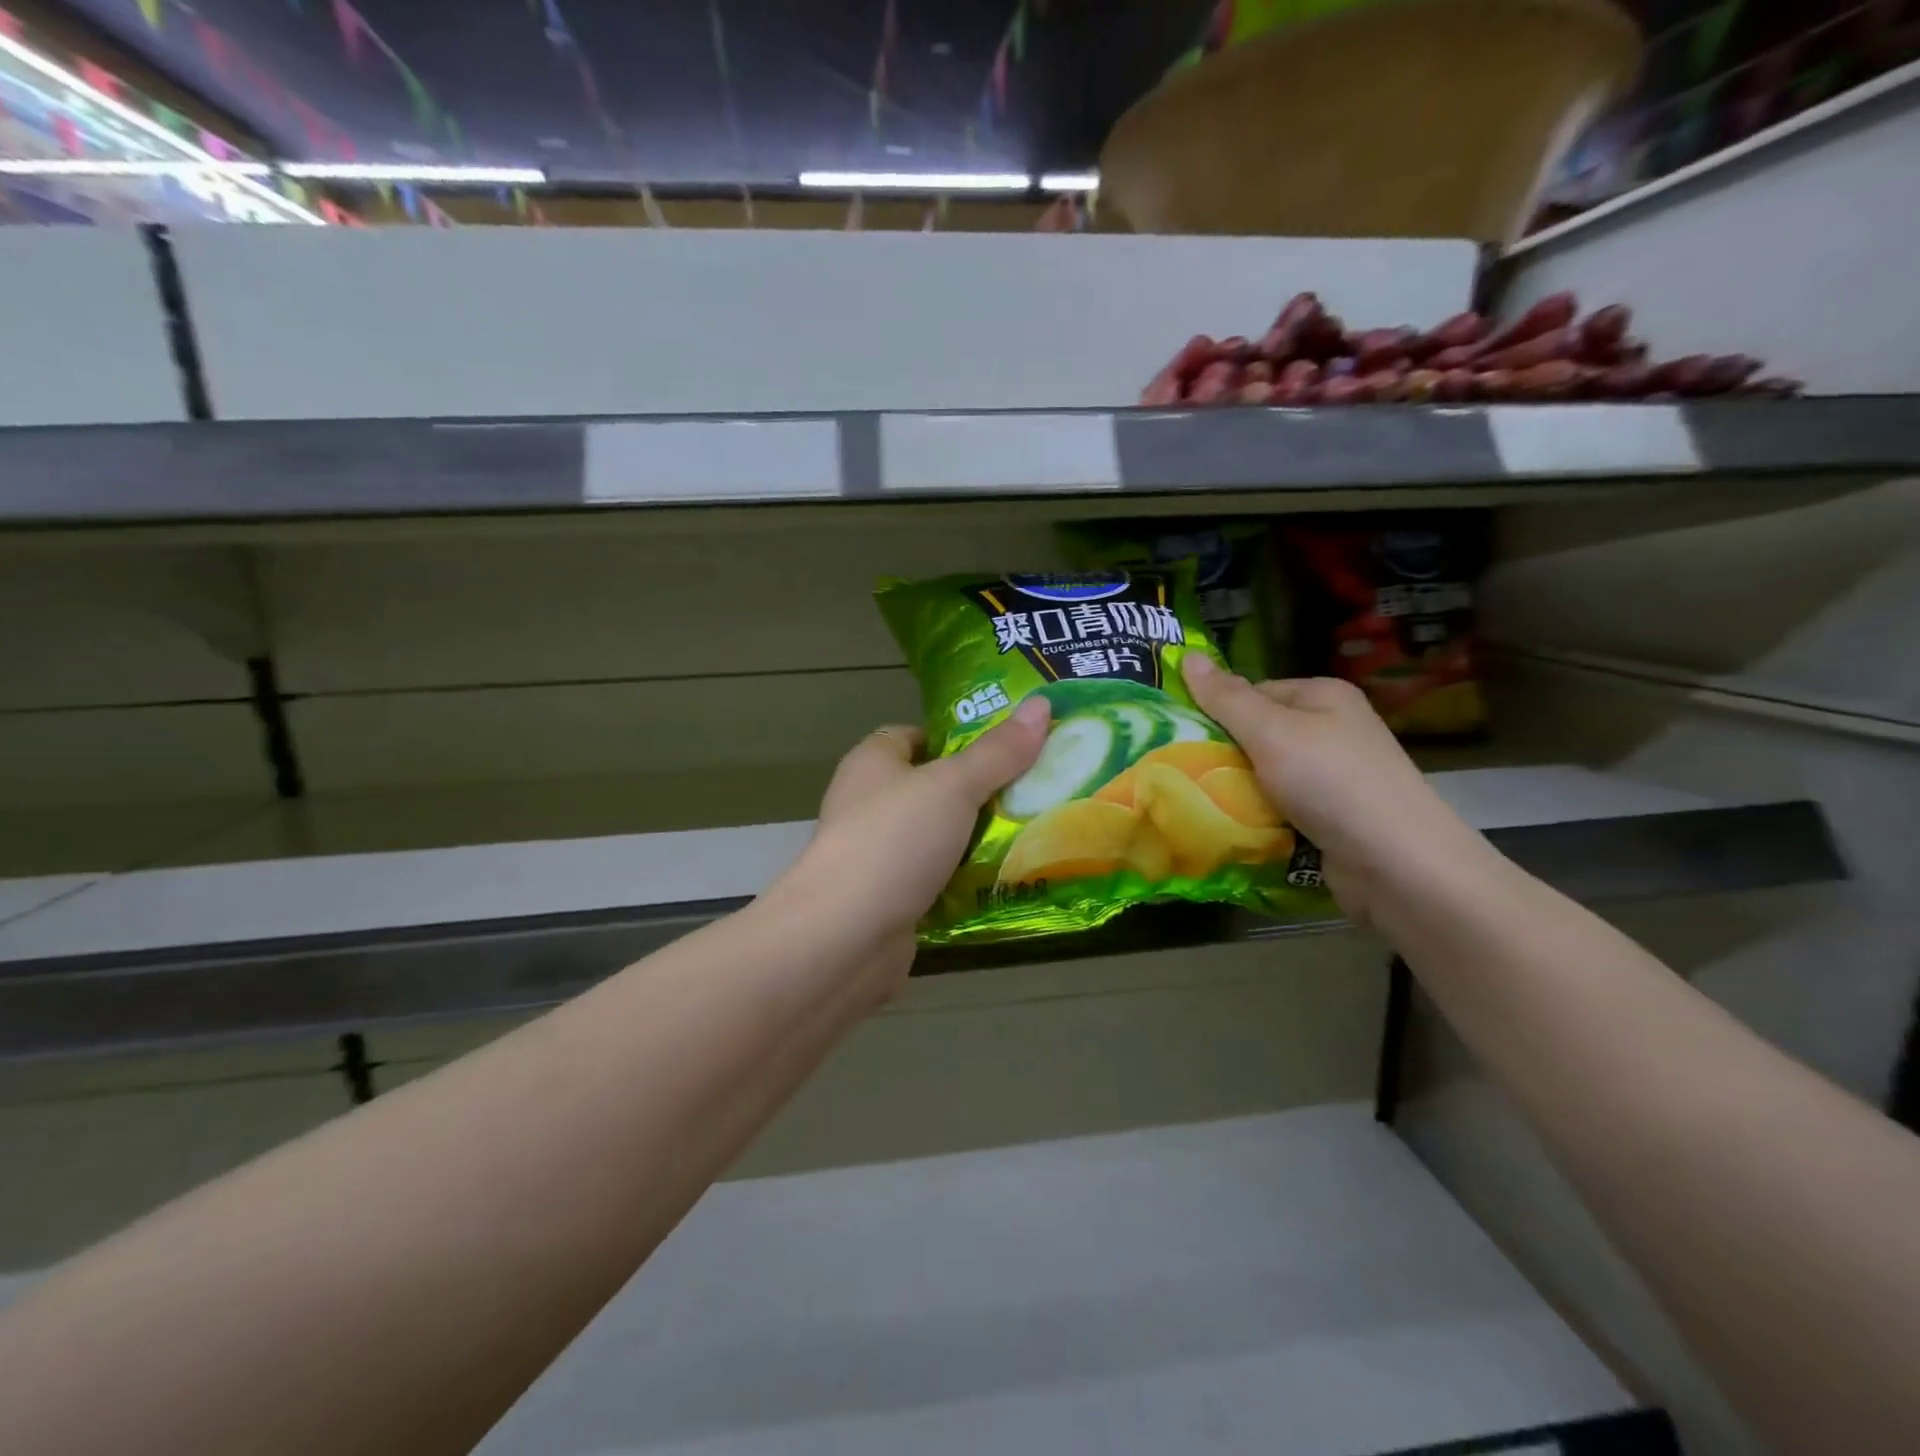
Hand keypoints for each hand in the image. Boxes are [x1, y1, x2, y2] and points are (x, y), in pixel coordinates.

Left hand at [763, 695, 1050, 984]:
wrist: (844, 937)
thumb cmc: (894, 841)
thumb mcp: (953, 786)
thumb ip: (997, 752)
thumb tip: (1041, 704)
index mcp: (873, 762)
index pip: (916, 735)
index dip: (959, 737)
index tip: (1009, 747)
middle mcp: (870, 804)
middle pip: (934, 788)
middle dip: (982, 791)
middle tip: (1037, 791)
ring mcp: (878, 855)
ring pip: (940, 837)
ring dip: (979, 840)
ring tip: (1037, 833)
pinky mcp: (890, 899)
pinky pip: (938, 880)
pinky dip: (968, 881)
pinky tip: (1009, 881)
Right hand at [1180, 656, 1482, 922]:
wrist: (1397, 865)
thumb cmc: (1331, 783)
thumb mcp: (1271, 732)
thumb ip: (1226, 698)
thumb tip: (1188, 655)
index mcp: (1323, 696)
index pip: (1253, 692)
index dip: (1217, 712)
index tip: (1182, 738)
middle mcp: (1332, 730)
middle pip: (1258, 734)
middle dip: (1224, 756)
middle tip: (1184, 773)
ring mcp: (1336, 776)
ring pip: (1266, 775)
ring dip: (1239, 791)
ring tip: (1202, 804)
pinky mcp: (1333, 817)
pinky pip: (1282, 808)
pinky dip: (1260, 817)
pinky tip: (1237, 828)